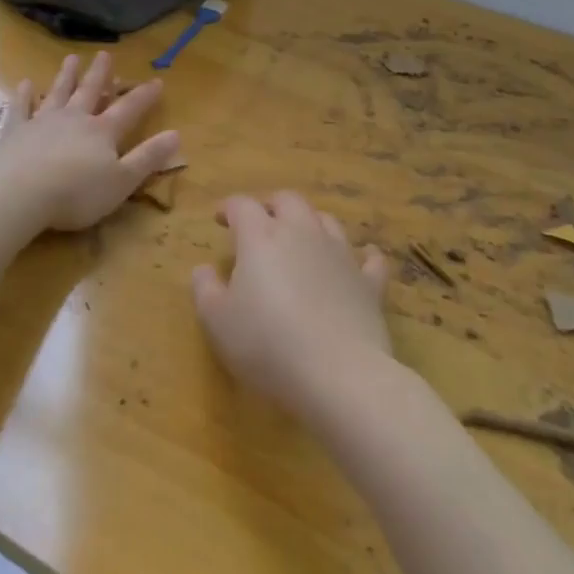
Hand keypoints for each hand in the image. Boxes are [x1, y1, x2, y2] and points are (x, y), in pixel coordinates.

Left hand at [0, 52, 180, 232]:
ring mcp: (42, 122)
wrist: (21, 194)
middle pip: (89, 92)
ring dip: (66, 76)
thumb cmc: (77, 193)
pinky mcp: (15, 132)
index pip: (129, 109)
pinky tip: (24, 84)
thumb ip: (148, 158)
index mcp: (102, 132)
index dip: (144, 96)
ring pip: (57, 93)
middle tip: (104, 54)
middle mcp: (74, 119)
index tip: (157, 81)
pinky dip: (23, 95)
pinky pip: (20, 108)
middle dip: (99, 74)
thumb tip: (176, 134)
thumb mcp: (123, 181)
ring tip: (71, 58)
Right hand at [191, 192, 390, 417]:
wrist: (337, 373)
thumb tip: (204, 268)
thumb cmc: (266, 343)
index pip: (242, 205)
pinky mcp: (369, 283)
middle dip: (271, 205)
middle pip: (288, 201)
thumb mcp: (217, 321)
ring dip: (311, 223)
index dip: (228, 208)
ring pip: (326, 221)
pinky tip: (362, 258)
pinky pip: (369, 259)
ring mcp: (340, 255)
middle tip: (259, 223)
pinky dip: (362, 255)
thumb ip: (205, 288)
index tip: (219, 219)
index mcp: (261, 237)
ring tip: (301, 238)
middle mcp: (302, 233)